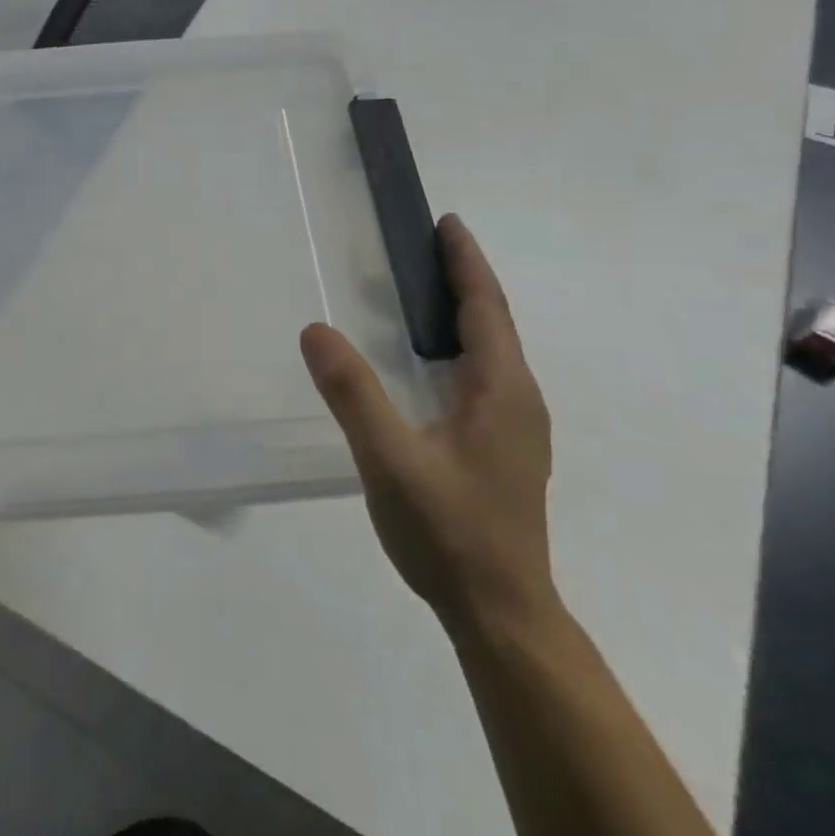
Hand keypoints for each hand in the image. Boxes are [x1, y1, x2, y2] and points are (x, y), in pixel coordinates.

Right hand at [300, 215, 556, 639]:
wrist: (500, 612)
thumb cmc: (448, 531)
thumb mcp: (390, 459)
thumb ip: (353, 394)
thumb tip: (315, 330)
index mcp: (502, 391)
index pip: (486, 308)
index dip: (466, 262)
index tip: (446, 223)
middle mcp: (519, 400)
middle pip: (493, 323)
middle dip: (463, 280)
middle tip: (422, 248)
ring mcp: (516, 428)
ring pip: (490, 353)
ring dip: (461, 315)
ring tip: (419, 295)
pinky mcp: (503, 449)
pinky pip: (482, 378)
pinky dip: (457, 348)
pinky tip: (425, 365)